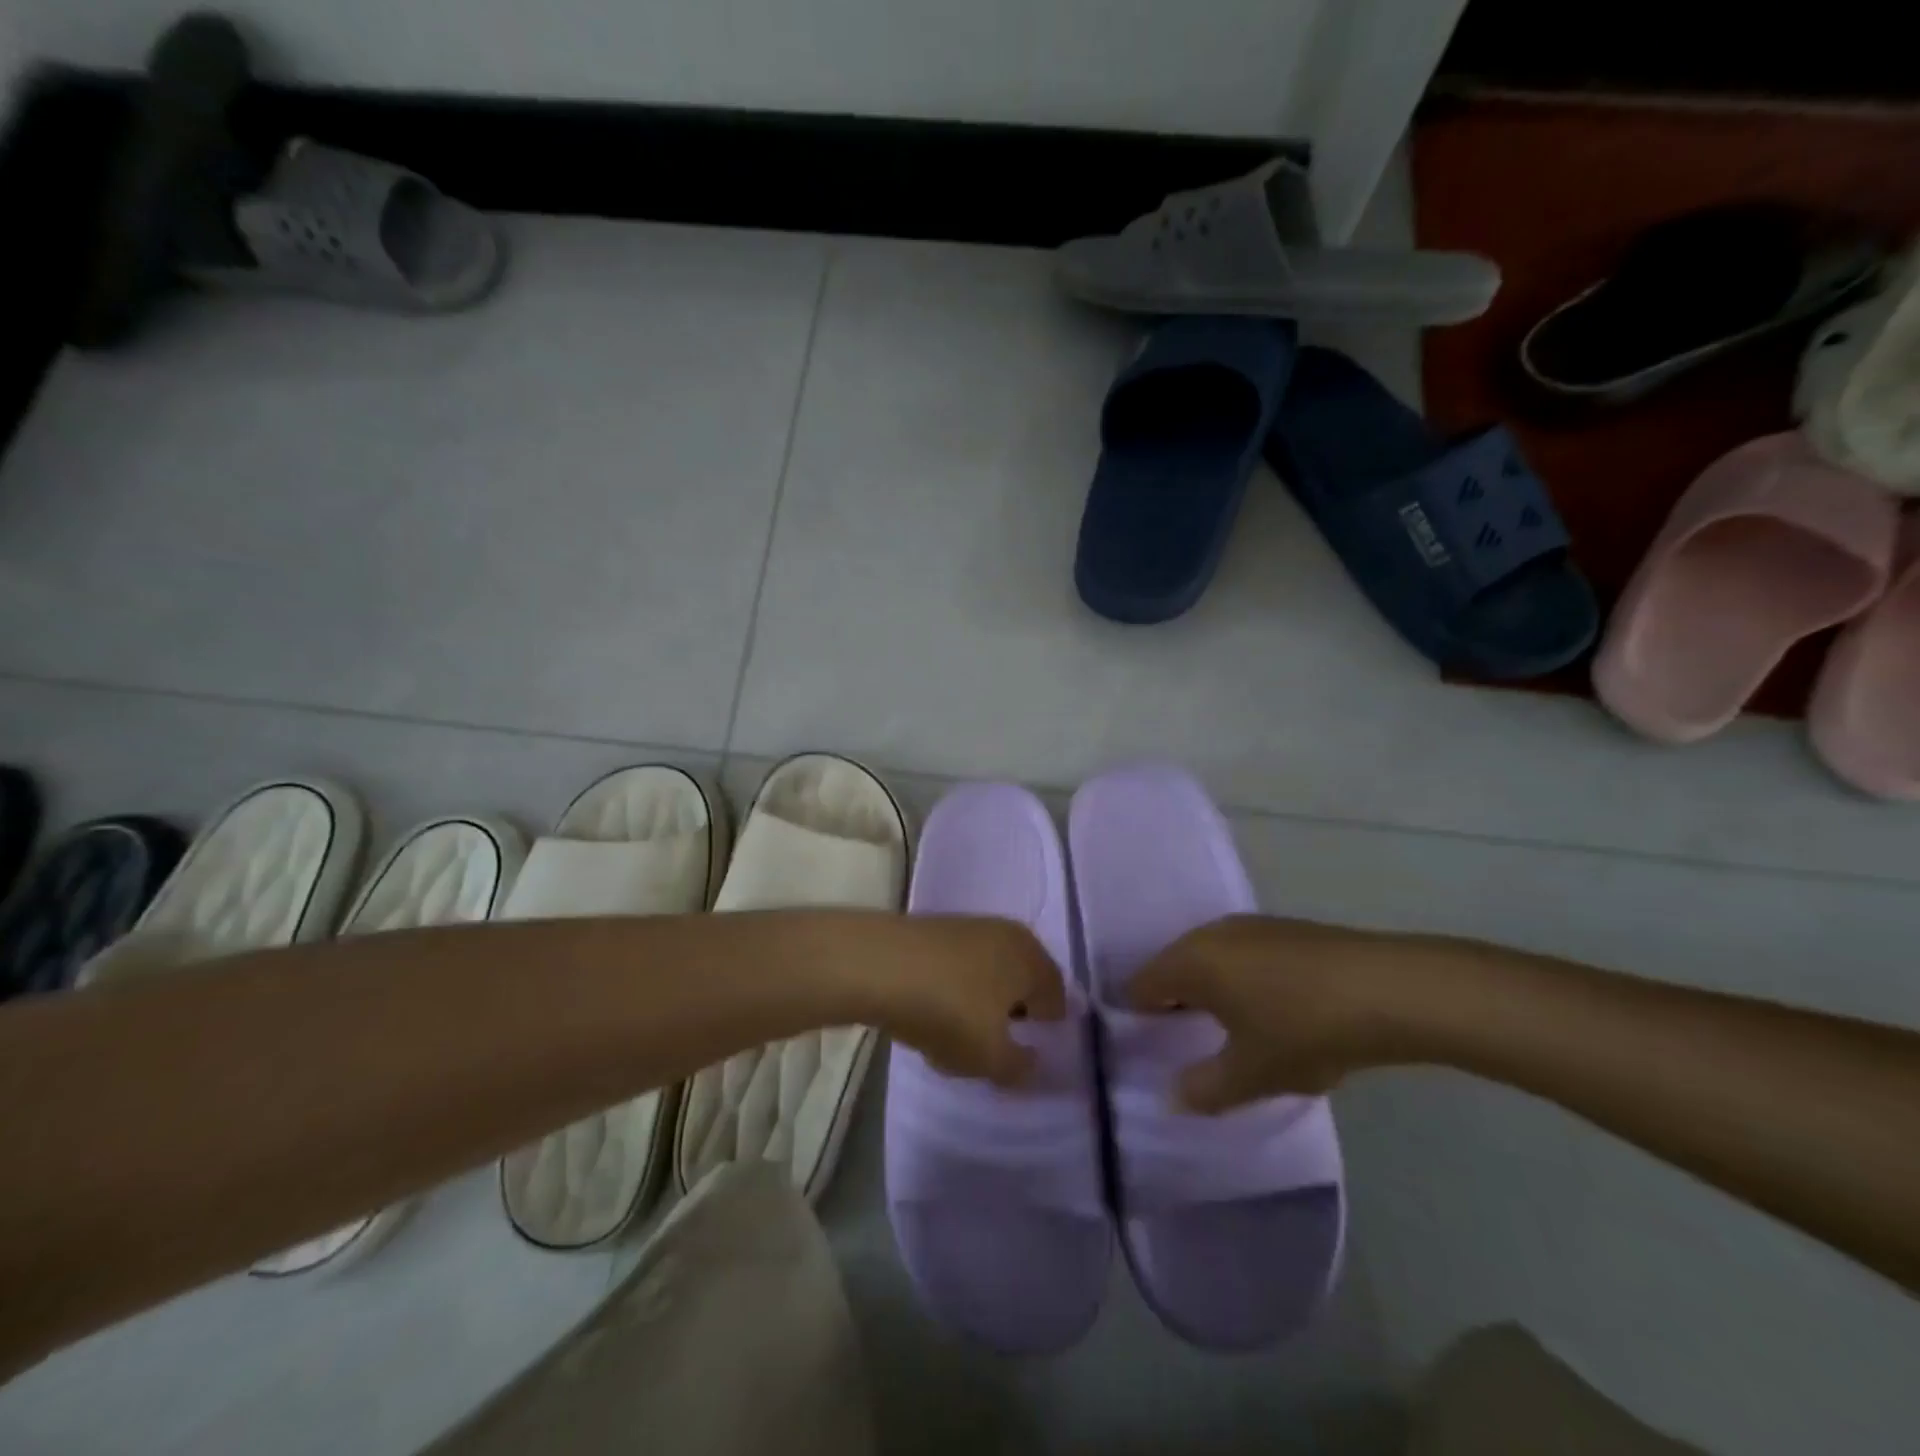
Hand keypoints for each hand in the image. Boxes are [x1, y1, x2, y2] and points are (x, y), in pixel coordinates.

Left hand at [868, 915, 1067, 1086]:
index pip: (1056, 993)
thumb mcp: (990, 1056)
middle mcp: (1006, 934)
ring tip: (962, 1034)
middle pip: (1021, 979)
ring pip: (988, 971)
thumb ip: (1019, 1067)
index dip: (1049, 1025)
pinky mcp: (933, 930)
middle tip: (1000, 1044)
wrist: (878, 965)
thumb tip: (1033, 1063)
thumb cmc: (949, 1010)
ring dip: (982, 1001)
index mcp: (1031, 957)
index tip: (1034, 1050)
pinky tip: (933, 1012)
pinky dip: (954, 989)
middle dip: (1015, 1011)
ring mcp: (967, 927)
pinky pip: (957, 967)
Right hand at [1125, 915, 1433, 1111]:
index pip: (1141, 985)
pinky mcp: (1286, 929)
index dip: (1139, 1018)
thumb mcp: (1252, 1073)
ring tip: (1232, 1032)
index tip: (1151, 1049)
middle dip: (1176, 1004)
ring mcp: (1251, 925)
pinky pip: (1244, 955)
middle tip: (1189, 1045)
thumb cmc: (1304, 1029)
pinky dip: (1243, 980)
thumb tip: (1172, 1097)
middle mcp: (1211, 933)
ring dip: (1212, 992)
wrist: (1390, 989)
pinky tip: (1273, 1010)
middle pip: (1174, 968)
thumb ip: (1204, 1088)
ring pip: (1212, 960)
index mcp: (1190, 960)